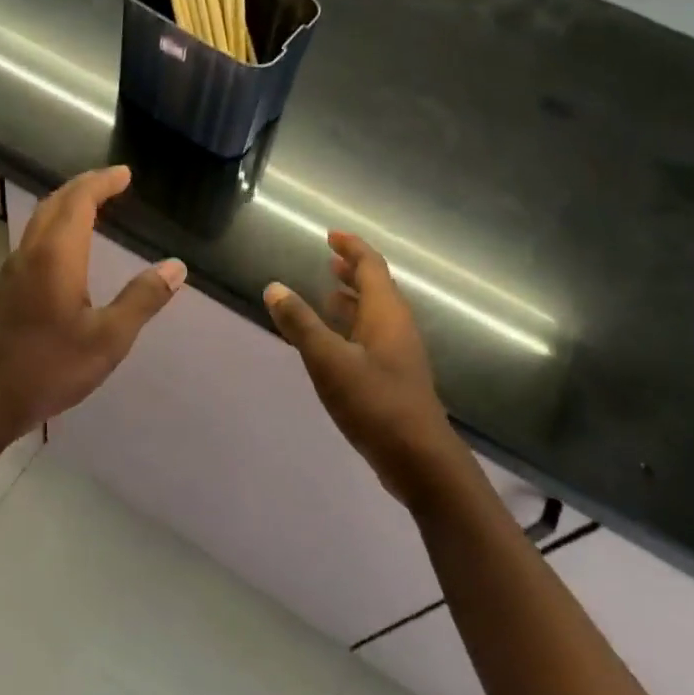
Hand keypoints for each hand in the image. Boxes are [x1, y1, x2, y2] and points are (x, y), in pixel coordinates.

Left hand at [0, 165, 184, 441]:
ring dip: (66, 204)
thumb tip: (176, 266)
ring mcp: (12, 271)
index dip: (102, 183)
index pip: (79, 202)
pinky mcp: (4, 289)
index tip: (124, 174)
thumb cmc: (50, 368)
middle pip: (55, 203)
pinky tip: (66, 247)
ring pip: (39, 220)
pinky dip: (55, 225)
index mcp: (56, 257)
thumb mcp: (109, 339)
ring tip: (93, 206)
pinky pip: (33, 239)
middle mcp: (30, 253)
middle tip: (111, 182)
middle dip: (83, 186)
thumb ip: (142, 299)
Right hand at [264, 232, 470, 508]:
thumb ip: (301, 324)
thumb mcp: (329, 360)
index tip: (331, 235)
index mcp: (386, 313)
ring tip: (327, 293)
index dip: (351, 247)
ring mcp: (399, 353)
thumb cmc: (375, 402)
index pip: (371, 266)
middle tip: (329, 260)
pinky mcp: (395, 377)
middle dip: (353, 271)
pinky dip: (352, 326)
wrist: (419, 458)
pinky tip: (335, 342)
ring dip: (353, 299)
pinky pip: (372, 336)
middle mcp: (396, 327)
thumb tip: (274, 288)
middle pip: (377, 287)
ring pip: (375, 314)